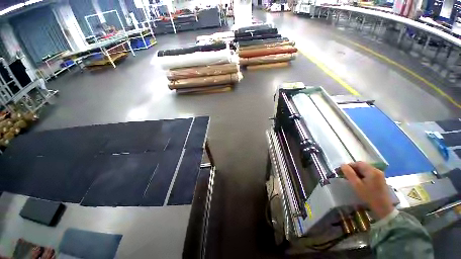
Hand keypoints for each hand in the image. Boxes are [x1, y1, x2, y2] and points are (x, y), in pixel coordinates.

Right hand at [341, 161, 393, 218]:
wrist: (383, 208)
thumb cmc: (369, 196)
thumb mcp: (356, 185)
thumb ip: (349, 174)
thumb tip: (342, 165)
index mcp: (372, 171)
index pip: (358, 163)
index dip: (349, 166)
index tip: (343, 172)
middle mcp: (377, 170)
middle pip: (362, 166)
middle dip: (353, 169)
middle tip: (347, 176)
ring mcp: (380, 175)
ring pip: (365, 170)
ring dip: (358, 173)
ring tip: (353, 180)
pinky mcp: (381, 179)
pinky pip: (369, 174)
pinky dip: (363, 176)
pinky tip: (361, 182)